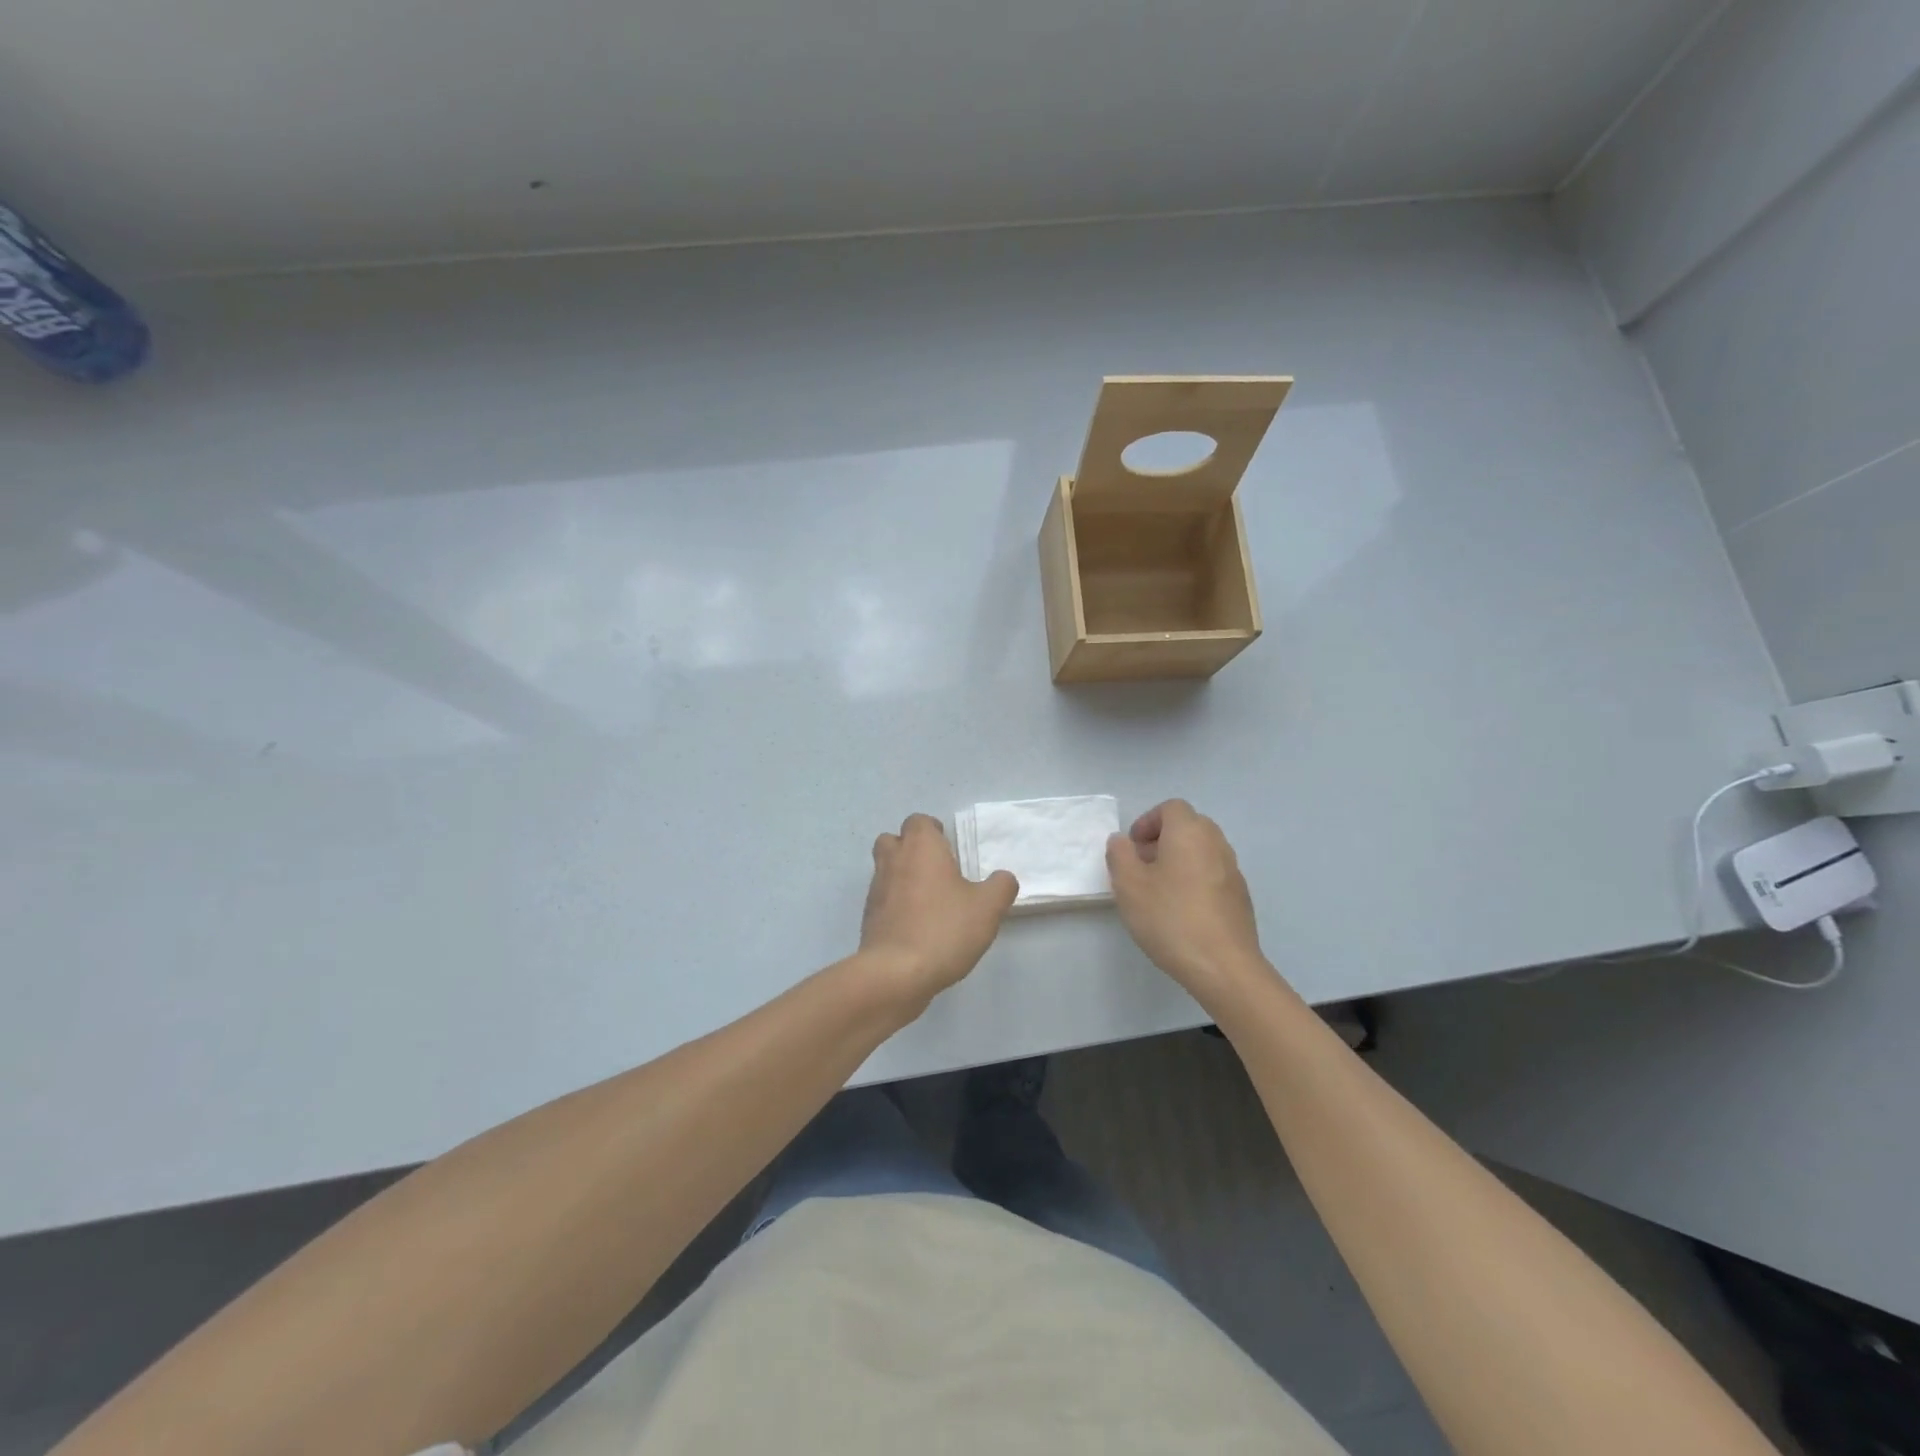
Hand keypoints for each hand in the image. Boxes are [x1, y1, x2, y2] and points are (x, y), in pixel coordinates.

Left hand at [860, 814, 1017, 1005]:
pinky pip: (882, 900)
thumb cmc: (944, 929)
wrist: (896, 973)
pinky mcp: (869, 918)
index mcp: (921, 848)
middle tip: (936, 870)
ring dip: (902, 877)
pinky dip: (895, 904)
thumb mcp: (988, 908)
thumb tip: (1003, 878)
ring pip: (885, 869)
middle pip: (893, 840)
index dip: (933, 830)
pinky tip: (916, 926)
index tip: (949, 848)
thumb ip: (1001, 887)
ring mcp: (876, 889)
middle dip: (910, 848)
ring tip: (929, 900)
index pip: (918, 821)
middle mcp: (893, 861)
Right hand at [1106, 800, 1264, 998]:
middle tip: (1141, 866)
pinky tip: (1181, 911)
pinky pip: (1212, 874)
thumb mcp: (1129, 885)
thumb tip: (1122, 841)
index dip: (1147, 821)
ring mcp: (1233, 870)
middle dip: (1162, 840)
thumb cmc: (1170, 918)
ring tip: (1158, 891)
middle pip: (1188, 826)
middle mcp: (1216, 843)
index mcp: (1189, 832)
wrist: (1223, 966)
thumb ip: (1120, 855)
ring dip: (1178, 860)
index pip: (1170, 808)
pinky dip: (1194, 880)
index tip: (1132, 847)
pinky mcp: (1240, 897)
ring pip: (1201, 851)